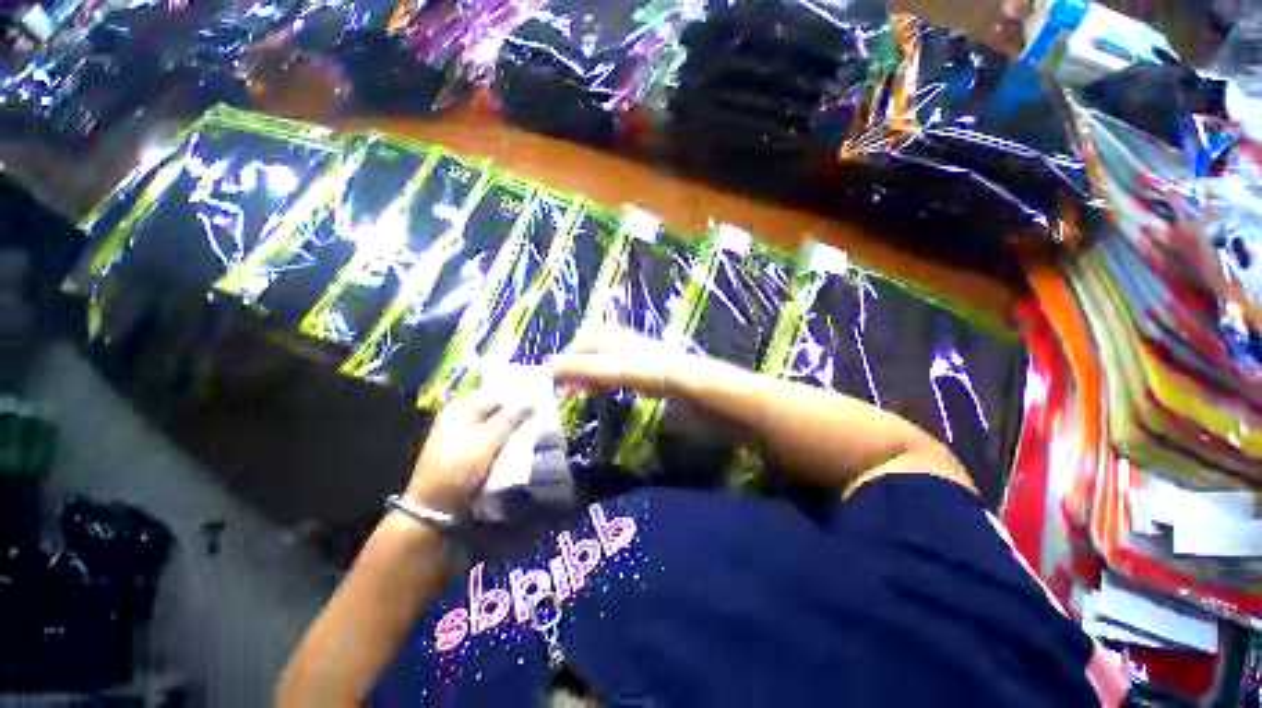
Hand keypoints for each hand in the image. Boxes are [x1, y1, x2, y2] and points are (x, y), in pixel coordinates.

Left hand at [405, 395, 527, 515]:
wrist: (433, 507)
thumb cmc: (459, 468)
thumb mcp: (487, 440)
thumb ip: (510, 418)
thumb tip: (530, 399)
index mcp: (460, 408)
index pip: (497, 396)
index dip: (518, 400)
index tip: (538, 406)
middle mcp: (458, 417)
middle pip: (495, 411)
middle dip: (516, 416)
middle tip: (537, 421)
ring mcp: (459, 435)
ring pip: (493, 426)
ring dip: (510, 430)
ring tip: (530, 434)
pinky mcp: (463, 452)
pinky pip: (488, 440)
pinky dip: (501, 442)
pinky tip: (515, 447)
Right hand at [550, 324, 698, 398]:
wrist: (678, 375)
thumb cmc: (640, 369)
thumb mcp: (604, 370)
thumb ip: (575, 369)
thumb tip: (546, 370)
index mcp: (601, 335)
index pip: (572, 349)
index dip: (563, 368)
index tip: (559, 388)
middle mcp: (610, 337)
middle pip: (584, 355)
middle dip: (576, 374)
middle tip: (571, 393)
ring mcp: (623, 348)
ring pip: (597, 364)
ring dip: (588, 379)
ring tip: (585, 395)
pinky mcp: (633, 361)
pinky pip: (610, 370)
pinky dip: (603, 381)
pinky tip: (604, 392)